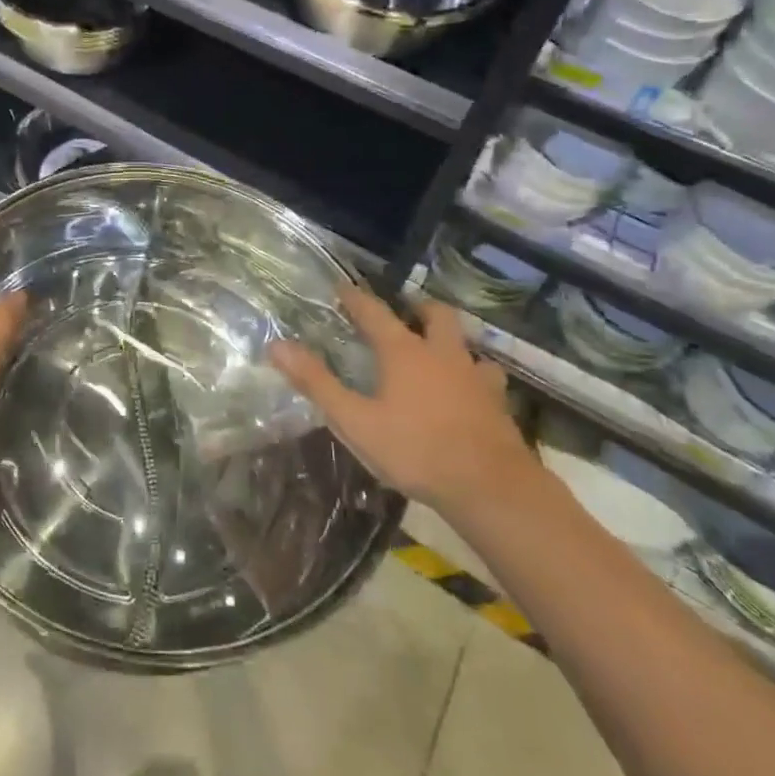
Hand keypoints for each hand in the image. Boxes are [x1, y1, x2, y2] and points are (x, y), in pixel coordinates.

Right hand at [270, 288, 536, 513]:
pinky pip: (487, 379)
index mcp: (404, 352)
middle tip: (406, 310)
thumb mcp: (355, 420)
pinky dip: (474, 377)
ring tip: (439, 352)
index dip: (355, 298)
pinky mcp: (498, 406)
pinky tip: (469, 393)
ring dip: (452, 342)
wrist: (491, 489)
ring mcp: (475, 378)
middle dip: (419, 307)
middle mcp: (442, 354)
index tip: (342, 286)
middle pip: (436, 315)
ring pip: (467, 345)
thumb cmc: (416, 450)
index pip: (374, 312)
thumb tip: (277, 345)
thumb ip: (317, 382)